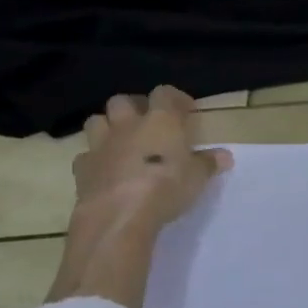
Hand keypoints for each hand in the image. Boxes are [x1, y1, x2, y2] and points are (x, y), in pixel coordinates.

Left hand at [72, 86, 233, 237]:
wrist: (119, 214)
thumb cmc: (167, 186)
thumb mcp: (198, 177)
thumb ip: (209, 163)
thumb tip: (225, 156)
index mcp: (161, 120)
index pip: (164, 93)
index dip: (175, 98)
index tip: (186, 111)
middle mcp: (128, 125)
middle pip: (122, 101)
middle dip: (133, 107)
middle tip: (147, 123)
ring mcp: (101, 145)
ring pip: (96, 121)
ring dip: (107, 126)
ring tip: (122, 141)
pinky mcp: (82, 169)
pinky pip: (85, 156)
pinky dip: (94, 160)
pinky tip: (105, 171)